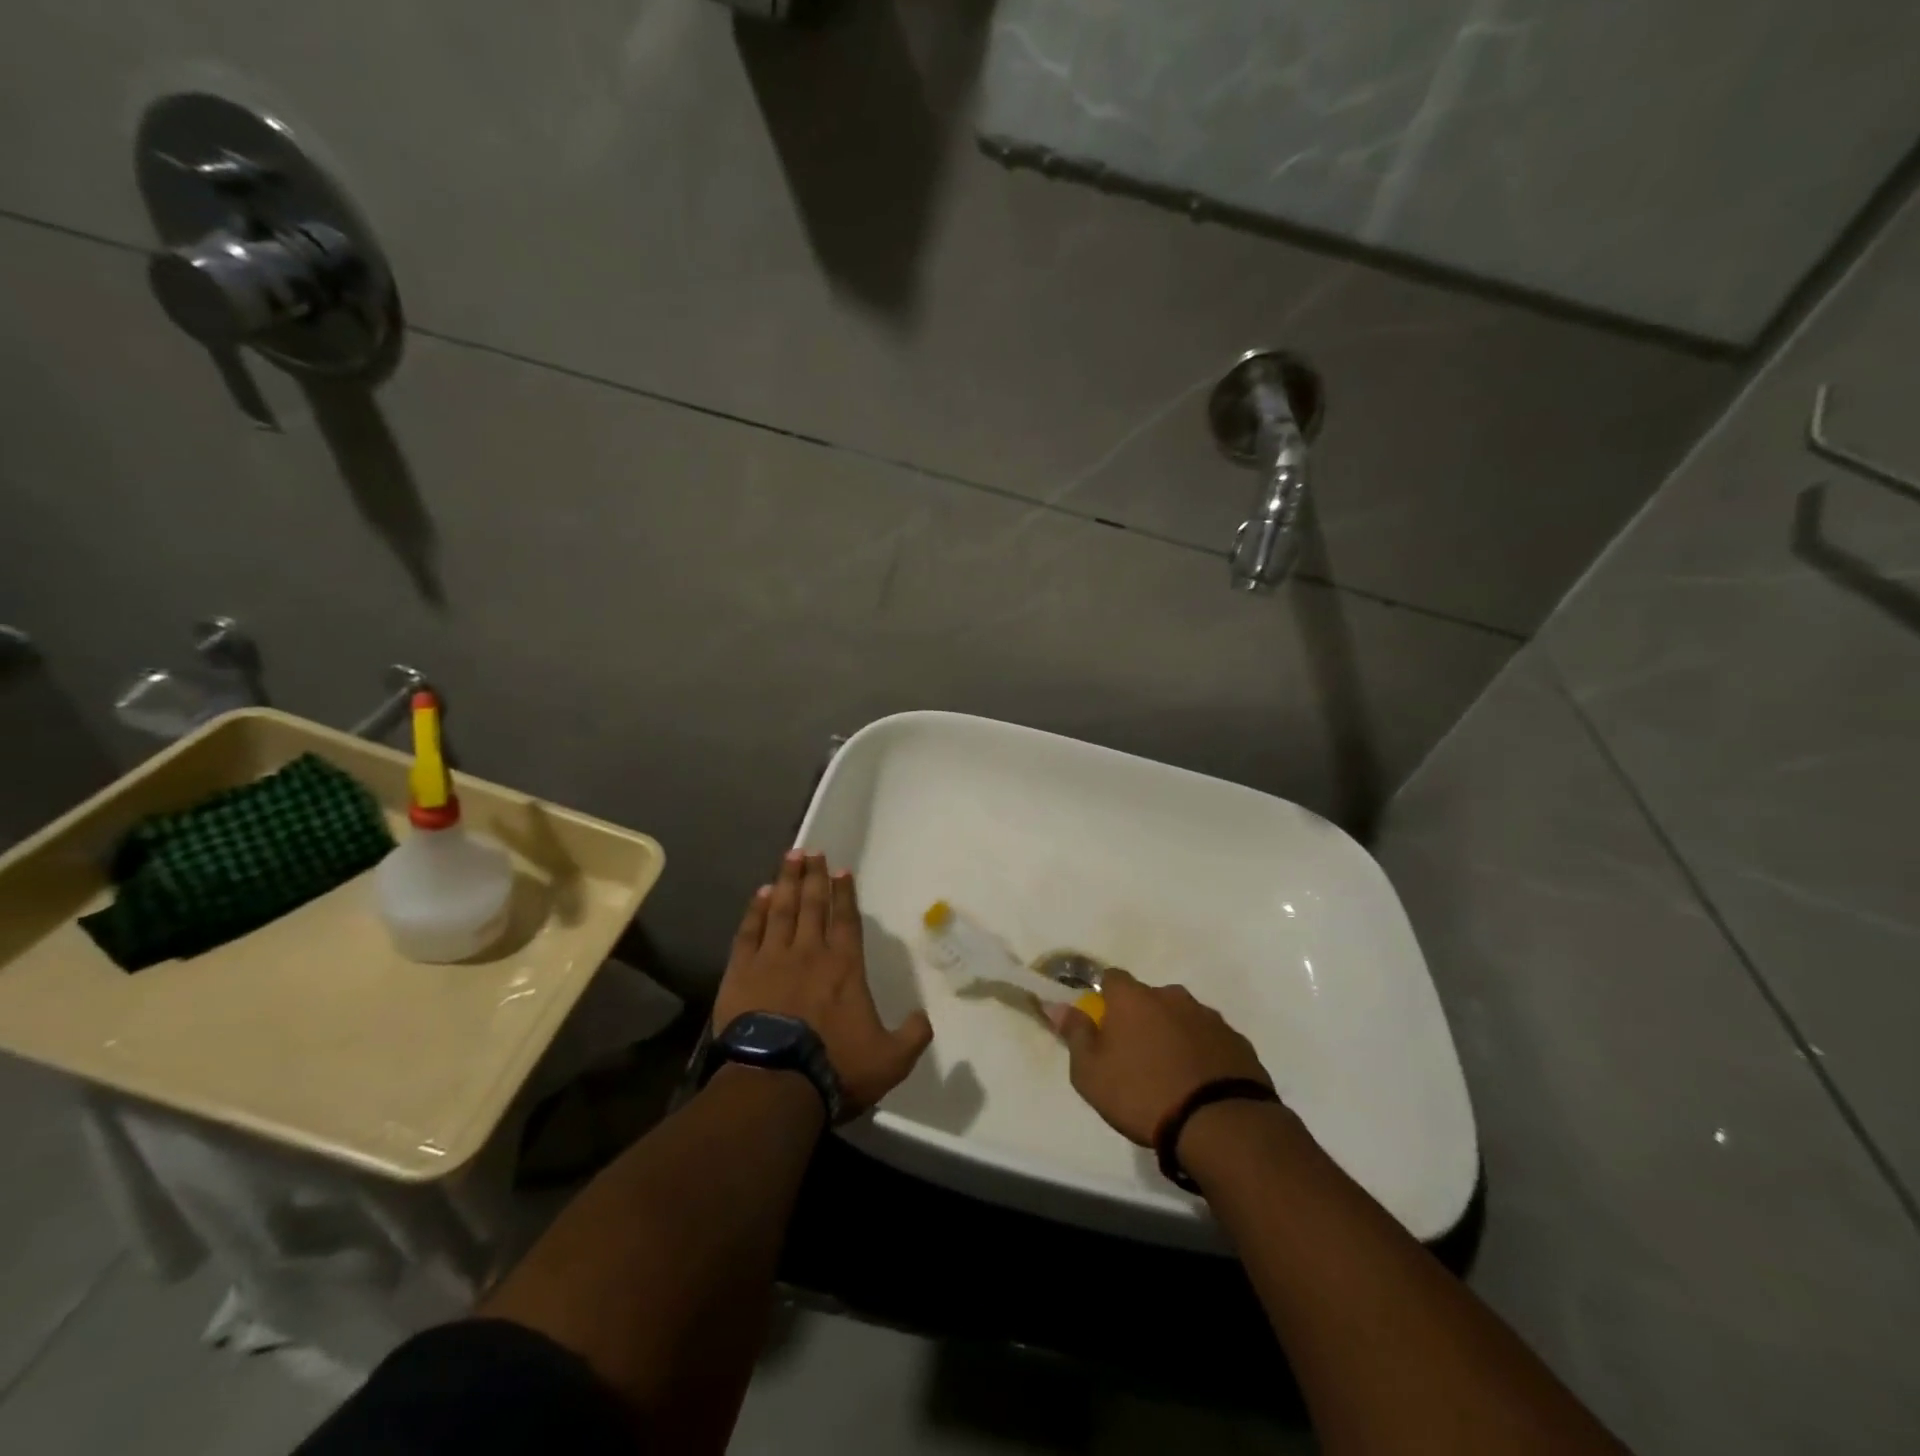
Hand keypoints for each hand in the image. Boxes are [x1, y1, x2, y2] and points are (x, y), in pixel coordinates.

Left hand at [713, 851, 933, 1117]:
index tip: (841, 869)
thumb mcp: (890, 1060)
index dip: (845, 893)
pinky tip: (759, 895)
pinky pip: (749, 932)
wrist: (774, 1084)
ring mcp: (772, 959)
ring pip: (781, 909)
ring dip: (786, 882)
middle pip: (812, 904)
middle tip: (812, 851)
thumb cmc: (835, 1068)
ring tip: (790, 857)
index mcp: (845, 966)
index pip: (846, 919)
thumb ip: (913, 1035)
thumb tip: (924, 1017)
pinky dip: (755, 911)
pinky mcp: (741, 973)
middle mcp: (810, 952)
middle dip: (814, 876)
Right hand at [1045, 969, 1271, 1147]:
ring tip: (1171, 1076)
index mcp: (1133, 998)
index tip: (1104, 1027)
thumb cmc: (1142, 1094)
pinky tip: (1199, 1085)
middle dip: (1142, 1019)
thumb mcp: (1091, 1073)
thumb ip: (1075, 1035)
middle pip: (1149, 999)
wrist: (1219, 1124)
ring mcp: (1208, 1017)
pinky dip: (1202, 1054)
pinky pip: (1210, 1040)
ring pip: (1182, 1018)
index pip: (1112, 979)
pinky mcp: (1237, 1042)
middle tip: (1137, 1058)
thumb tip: (1058, 1006)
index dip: (1105, 1000)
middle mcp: (1172, 996)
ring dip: (1174, 1035)